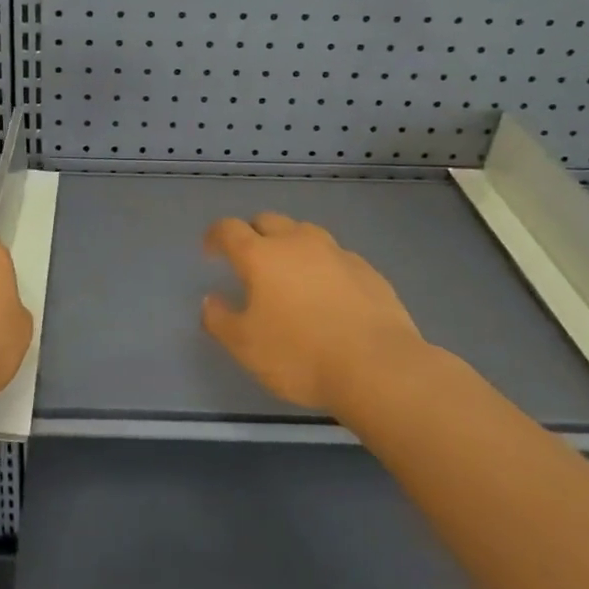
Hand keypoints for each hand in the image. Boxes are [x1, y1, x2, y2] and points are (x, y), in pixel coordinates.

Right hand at [202, 213, 429, 417]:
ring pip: (305, 233)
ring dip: (290, 244)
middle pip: (268, 221)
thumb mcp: (244, 346)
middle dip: (253, 233)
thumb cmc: (299, 356)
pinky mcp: (367, 270)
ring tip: (289, 273)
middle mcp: (298, 242)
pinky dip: (322, 266)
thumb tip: (211, 300)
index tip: (210, 250)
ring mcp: (337, 253)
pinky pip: (335, 257)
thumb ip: (219, 319)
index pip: (229, 229)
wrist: (377, 368)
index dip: (215, 236)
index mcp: (261, 255)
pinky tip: (326, 292)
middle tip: (248, 259)